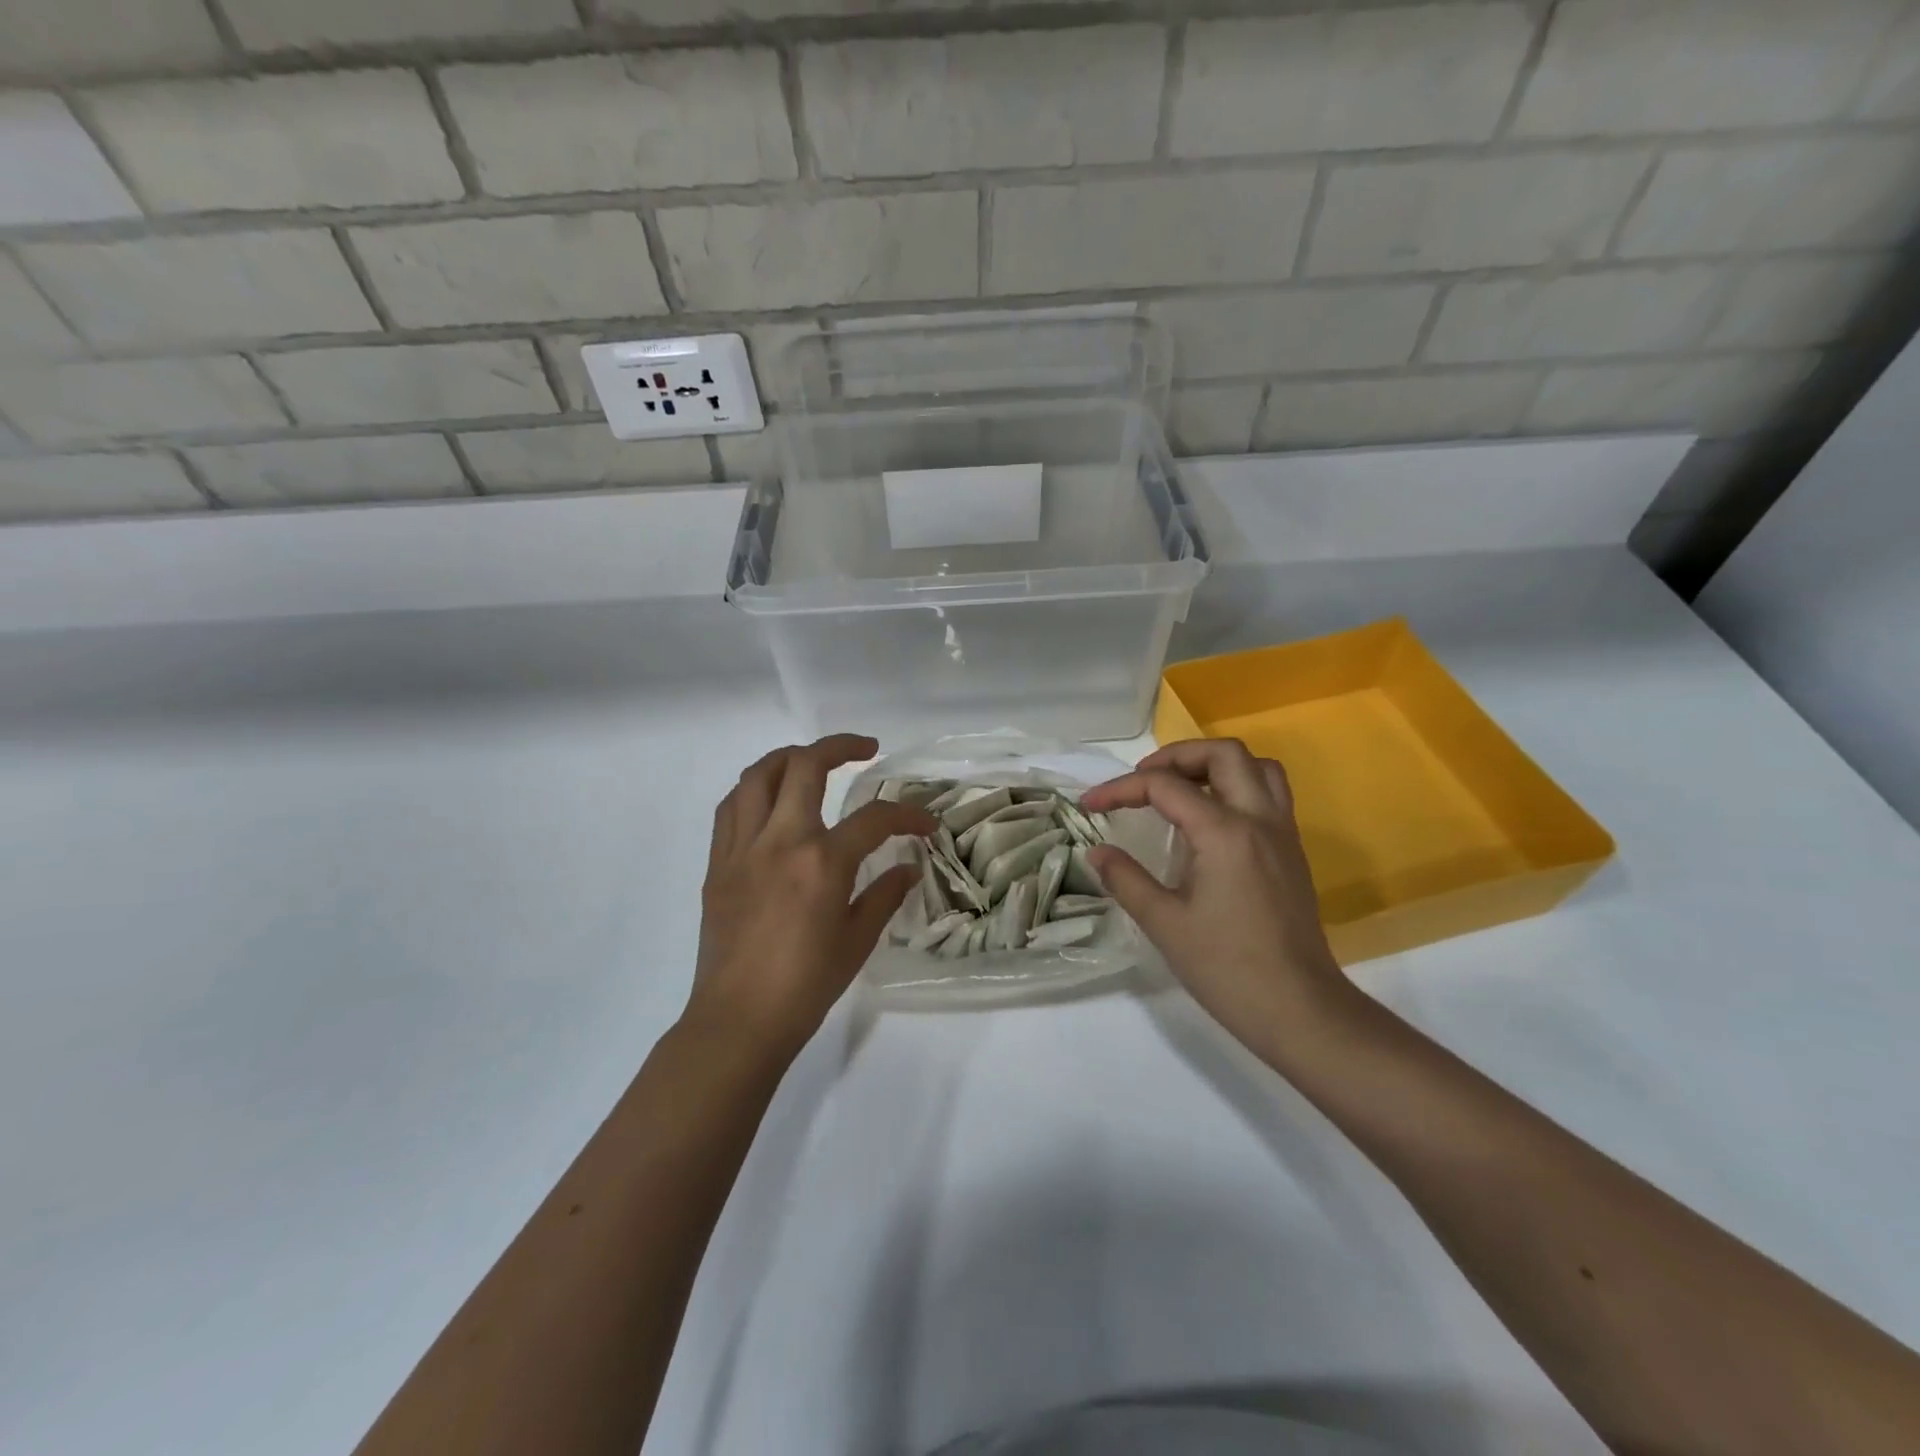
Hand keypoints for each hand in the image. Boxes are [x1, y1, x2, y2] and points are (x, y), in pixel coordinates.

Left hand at [686, 735, 933, 1062]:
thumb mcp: (857, 940)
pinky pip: (731, 808)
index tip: (925, 824)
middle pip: (806, 766)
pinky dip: (754, 789)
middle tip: (865, 749)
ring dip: (790, 757)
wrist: (739, 1020)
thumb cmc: (806, 985)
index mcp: (822, 862)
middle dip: (840, 746)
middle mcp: (780, 840)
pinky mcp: (718, 863)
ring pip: (758, 775)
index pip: (874, 819)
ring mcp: (743, 848)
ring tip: (812, 761)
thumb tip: (907, 869)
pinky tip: (770, 798)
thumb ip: (885, 895)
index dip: (908, 815)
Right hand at [1081, 739, 1357, 1062]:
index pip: (1165, 786)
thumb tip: (1096, 852)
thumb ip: (1126, 879)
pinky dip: (1237, 786)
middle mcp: (1259, 819)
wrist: (1299, 1009)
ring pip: (1256, 767)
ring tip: (1180, 788)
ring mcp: (1283, 833)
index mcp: (1225, 833)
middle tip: (1143, 781)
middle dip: (1176, 756)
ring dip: (1214, 765)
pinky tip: (1211, 819)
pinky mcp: (1292, 852)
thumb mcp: (1164, 923)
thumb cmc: (1227, 968)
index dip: (1121, 789)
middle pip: (1223, 753)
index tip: (1089, 804)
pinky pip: (1270, 793)